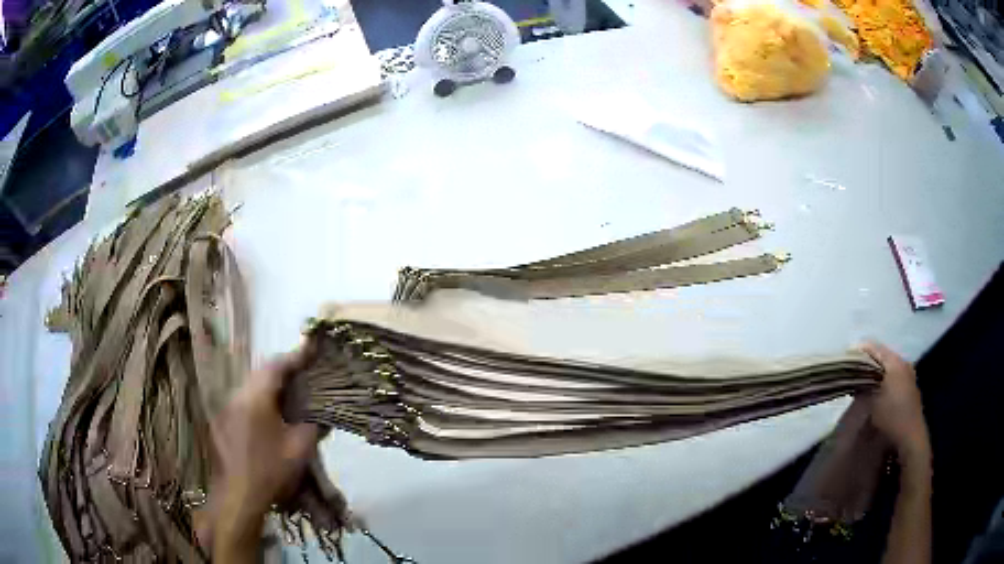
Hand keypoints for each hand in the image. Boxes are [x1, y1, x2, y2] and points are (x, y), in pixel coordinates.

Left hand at [204, 346, 318, 558]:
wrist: (239, 496)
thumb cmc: (271, 470)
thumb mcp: (300, 449)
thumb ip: (313, 425)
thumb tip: (322, 414)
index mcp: (256, 397)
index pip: (276, 366)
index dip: (296, 356)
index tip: (312, 350)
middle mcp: (237, 396)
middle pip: (261, 373)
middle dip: (282, 371)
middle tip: (303, 373)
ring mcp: (226, 409)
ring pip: (250, 387)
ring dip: (269, 387)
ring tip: (289, 395)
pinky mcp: (222, 422)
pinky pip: (243, 402)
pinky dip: (259, 401)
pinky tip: (268, 418)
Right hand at [861, 342, 929, 463]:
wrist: (910, 437)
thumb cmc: (891, 417)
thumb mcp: (872, 402)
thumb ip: (862, 385)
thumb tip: (854, 378)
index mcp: (895, 361)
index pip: (873, 347)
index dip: (858, 351)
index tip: (845, 360)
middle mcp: (903, 362)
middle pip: (882, 355)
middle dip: (867, 362)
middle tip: (853, 373)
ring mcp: (909, 375)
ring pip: (888, 366)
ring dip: (876, 372)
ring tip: (863, 384)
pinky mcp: (910, 387)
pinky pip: (894, 376)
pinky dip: (884, 380)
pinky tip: (877, 393)